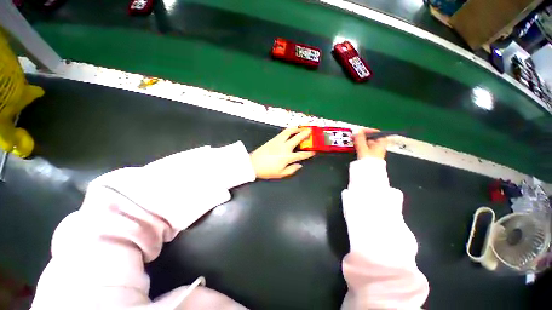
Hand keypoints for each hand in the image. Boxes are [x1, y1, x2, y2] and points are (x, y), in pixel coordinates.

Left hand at [250, 128, 315, 178]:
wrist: (253, 164)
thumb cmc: (267, 171)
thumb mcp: (281, 174)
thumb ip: (292, 170)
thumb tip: (299, 165)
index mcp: (287, 157)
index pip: (301, 154)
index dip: (309, 153)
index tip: (314, 151)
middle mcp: (285, 147)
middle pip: (297, 138)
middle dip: (305, 134)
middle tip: (310, 130)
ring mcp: (278, 141)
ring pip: (289, 132)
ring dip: (296, 128)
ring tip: (301, 127)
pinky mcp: (273, 139)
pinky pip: (283, 132)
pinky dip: (289, 130)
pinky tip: (291, 130)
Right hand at [353, 128, 387, 159]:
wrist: (369, 172)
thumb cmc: (369, 160)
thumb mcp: (363, 147)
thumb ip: (359, 138)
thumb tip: (357, 131)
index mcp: (381, 143)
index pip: (377, 133)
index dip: (369, 130)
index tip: (361, 130)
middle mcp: (379, 147)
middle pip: (371, 138)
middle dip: (362, 135)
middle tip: (355, 135)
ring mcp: (374, 151)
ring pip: (367, 143)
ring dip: (360, 140)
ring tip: (354, 140)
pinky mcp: (369, 156)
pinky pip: (365, 147)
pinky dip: (360, 145)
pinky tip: (355, 146)